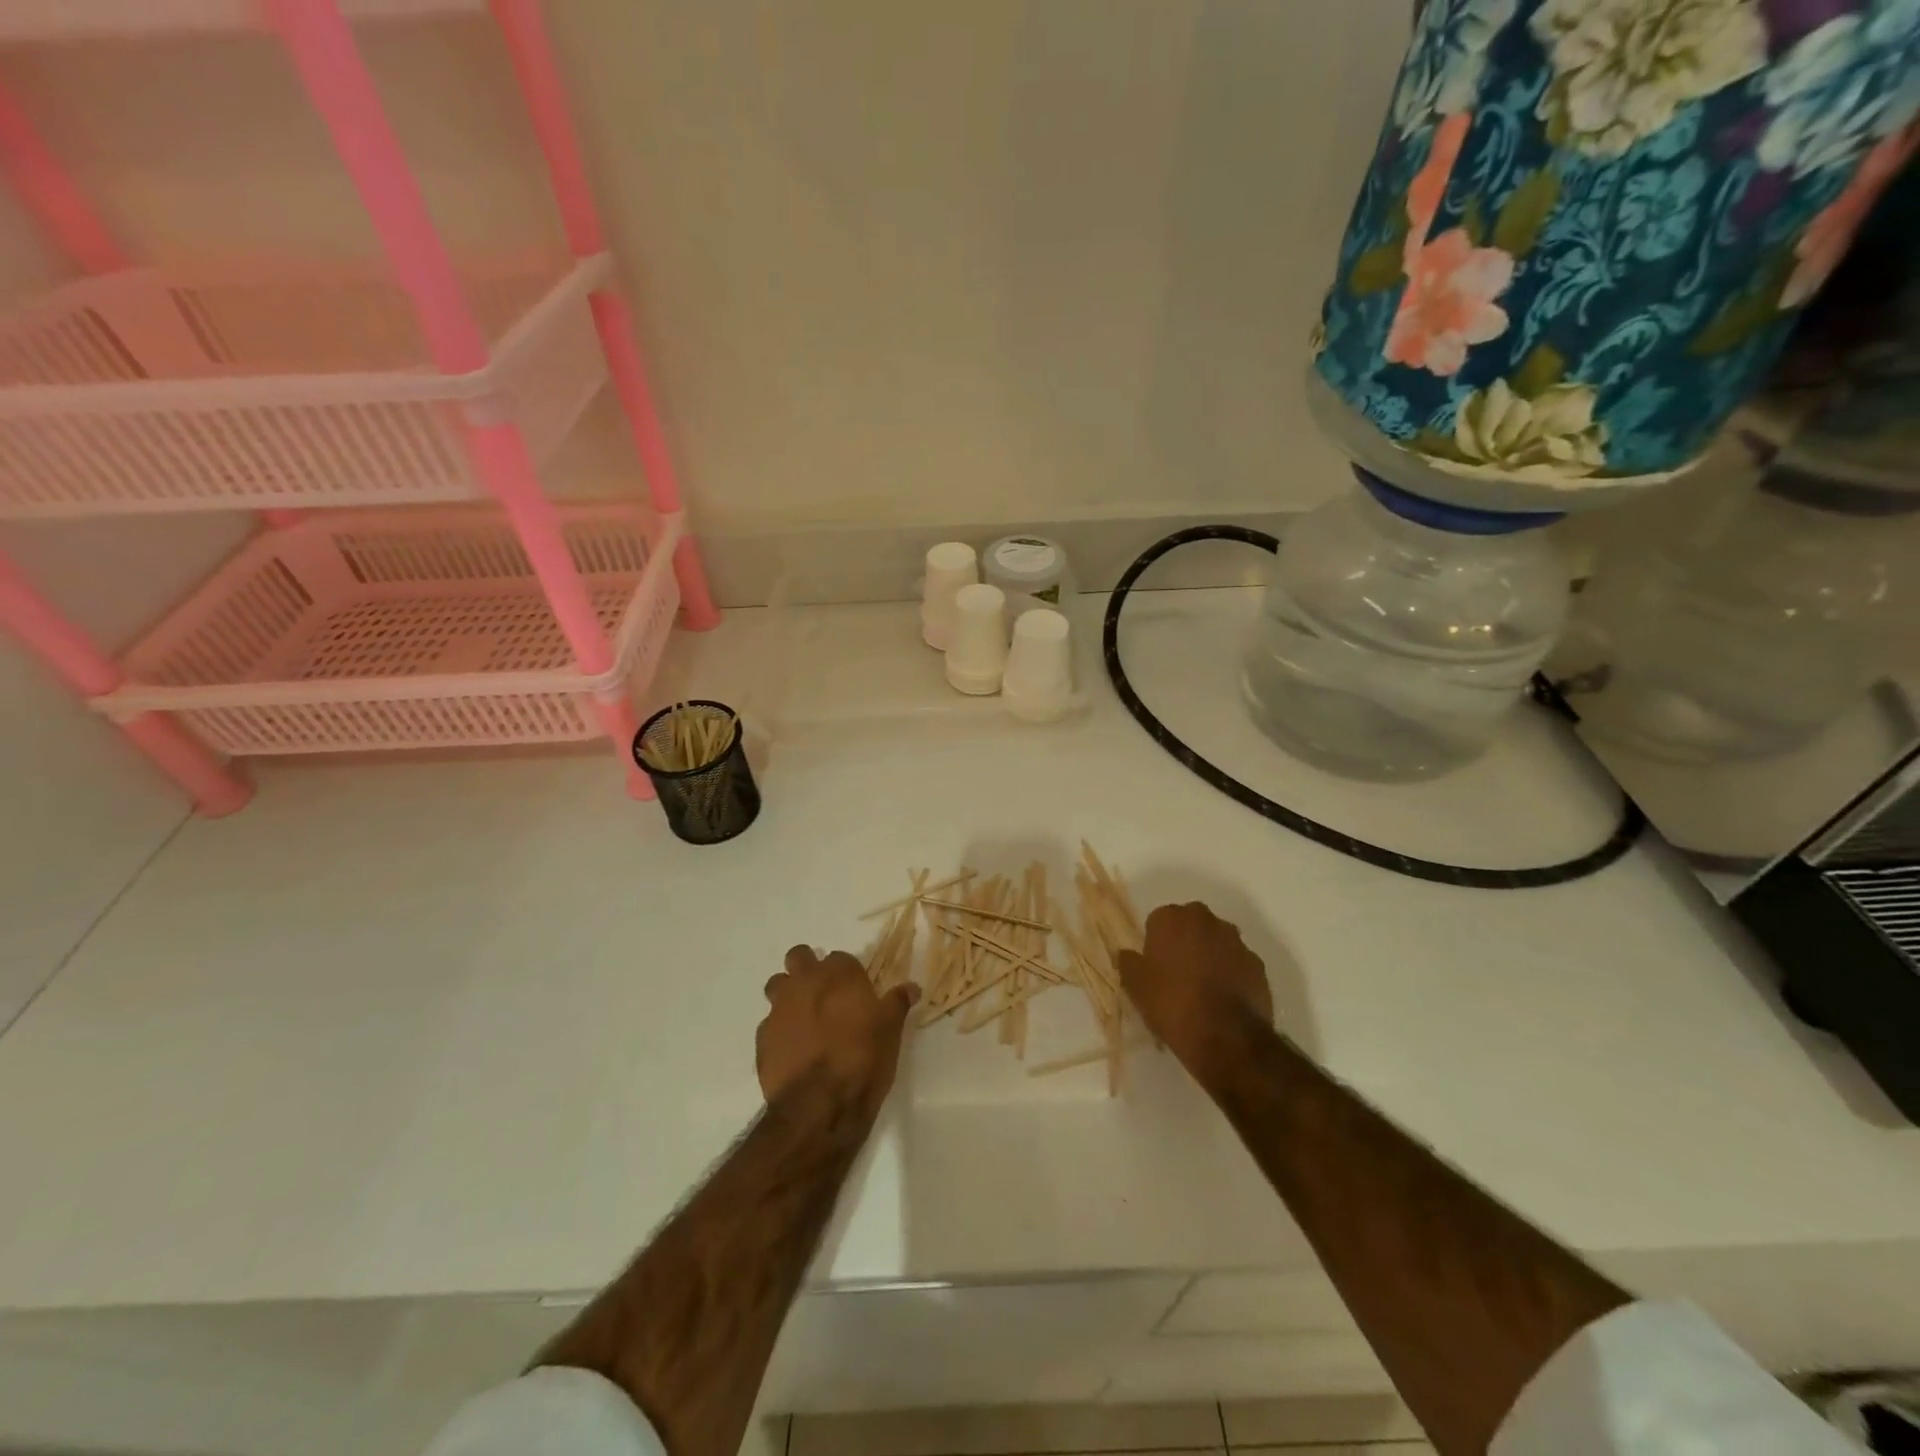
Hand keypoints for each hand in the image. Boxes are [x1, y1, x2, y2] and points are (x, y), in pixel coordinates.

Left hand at [758, 947, 918, 1120]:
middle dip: (808, 968)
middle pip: (799, 957)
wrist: (819, 1105)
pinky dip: (780, 1030)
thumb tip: (911, 987)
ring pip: (777, 985)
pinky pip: (769, 1024)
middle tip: (823, 993)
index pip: (840, 958)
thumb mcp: (891, 1030)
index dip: (846, 973)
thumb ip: (897, 1002)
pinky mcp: (762, 1039)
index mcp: (838, 974)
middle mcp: (804, 983)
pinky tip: (793, 1049)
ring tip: (804, 1018)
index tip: (854, 991)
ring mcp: (779, 1009)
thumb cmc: (863, 1058)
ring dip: (788, 994)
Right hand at [1117, 902, 1273, 1078]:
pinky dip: (1231, 973)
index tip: (1154, 966)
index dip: (1155, 943)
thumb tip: (1129, 954)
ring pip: (1217, 942)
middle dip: (1184, 942)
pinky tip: (1223, 999)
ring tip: (1202, 989)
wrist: (1226, 1037)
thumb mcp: (1135, 986)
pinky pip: (1237, 963)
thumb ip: (1129, 962)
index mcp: (1172, 918)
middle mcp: (1206, 920)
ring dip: (1209, 956)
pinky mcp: (1258, 964)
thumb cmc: (1172, 1004)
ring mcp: (1236, 941)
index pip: (1158, 920)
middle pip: (1190, 924)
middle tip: (1176, 974)